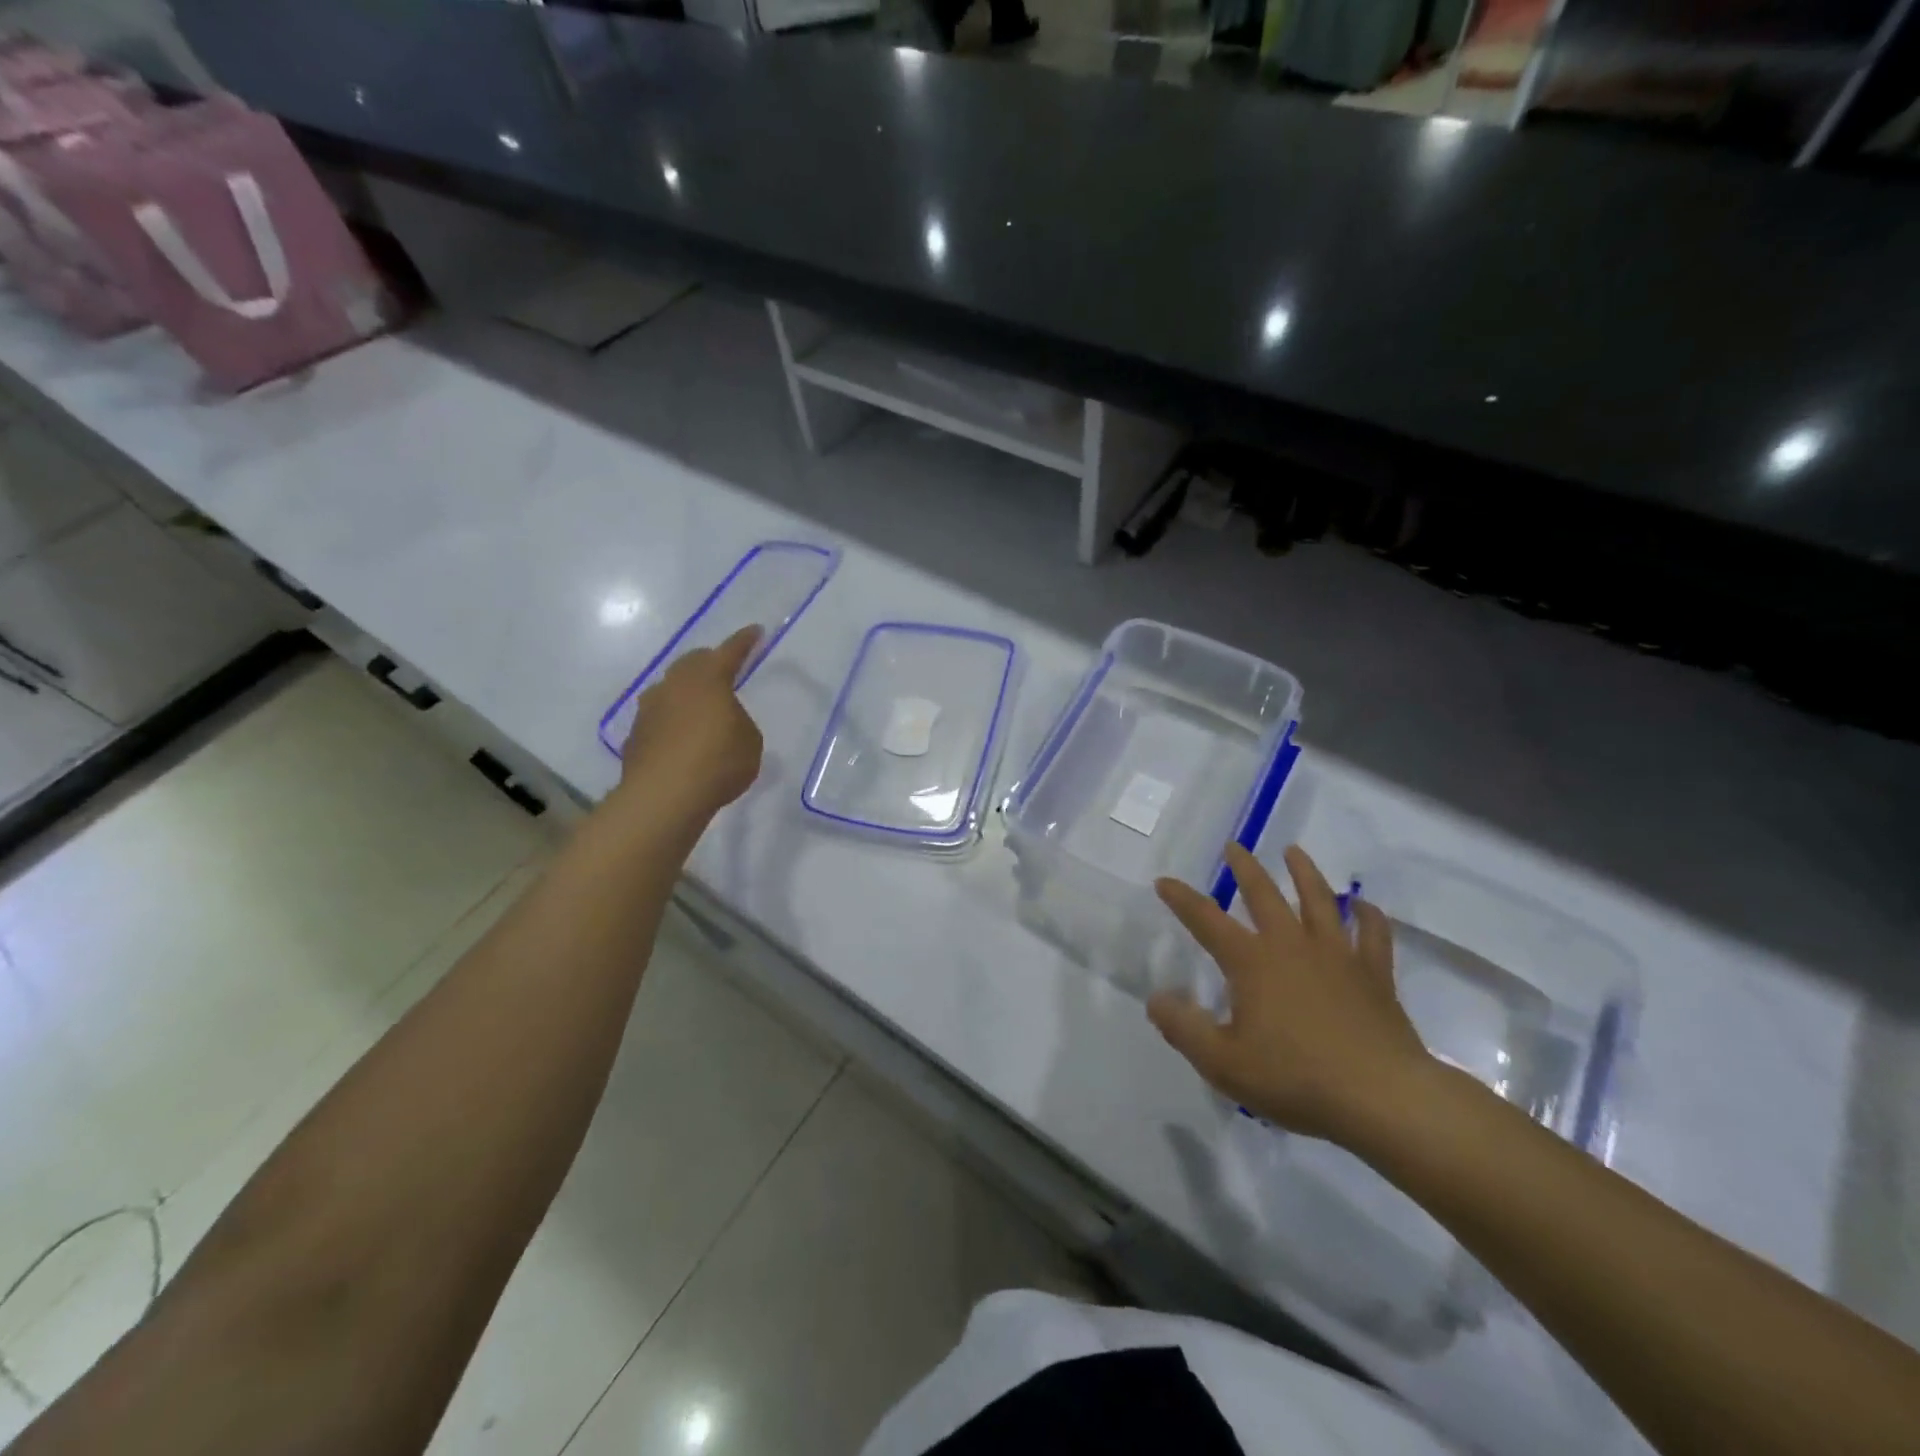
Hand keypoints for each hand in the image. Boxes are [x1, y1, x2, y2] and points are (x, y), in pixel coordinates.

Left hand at [617, 625, 764, 817]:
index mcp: (709, 678)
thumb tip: (721, 720)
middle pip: (692, 663)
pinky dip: (672, 722)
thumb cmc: (718, 762)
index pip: (731, 651)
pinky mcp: (635, 735)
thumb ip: (738, 722)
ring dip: (686, 694)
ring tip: (700, 710)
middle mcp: (675, 684)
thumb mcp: (749, 741)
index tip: (755, 631)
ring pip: (671, 690)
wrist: (663, 797)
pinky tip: (681, 740)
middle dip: (710, 663)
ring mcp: (649, 708)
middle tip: (724, 671)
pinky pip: (659, 718)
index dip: (745, 641)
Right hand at [1150, 843, 1435, 1145]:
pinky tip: (1364, 905)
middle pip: (1265, 895)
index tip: (1164, 881)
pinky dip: (1368, 915)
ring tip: (1294, 851)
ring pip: (1319, 900)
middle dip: (1245, 868)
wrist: (1382, 1097)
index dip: (1182, 900)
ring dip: (1304, 873)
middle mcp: (1292, 946)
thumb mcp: (1223, 1063)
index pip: (1206, 921)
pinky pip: (1373, 934)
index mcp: (1252, 962)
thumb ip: (1184, 1028)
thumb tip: (1156, 997)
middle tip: (1234, 846)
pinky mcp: (1374, 974)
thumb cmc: (1296, 1078)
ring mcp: (1337, 955)